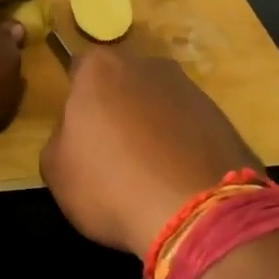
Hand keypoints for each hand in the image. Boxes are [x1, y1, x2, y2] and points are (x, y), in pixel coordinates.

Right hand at [40, 43, 258, 260]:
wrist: (197, 213)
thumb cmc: (111, 184)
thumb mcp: (56, 169)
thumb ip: (60, 138)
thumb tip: (76, 134)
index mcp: (101, 68)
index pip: (79, 69)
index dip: (76, 100)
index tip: (78, 131)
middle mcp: (148, 65)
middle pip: (122, 81)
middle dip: (117, 107)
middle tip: (112, 151)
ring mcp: (190, 88)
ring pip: (158, 102)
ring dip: (152, 126)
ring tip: (150, 171)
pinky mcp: (221, 117)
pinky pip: (188, 126)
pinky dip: (181, 144)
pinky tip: (177, 179)